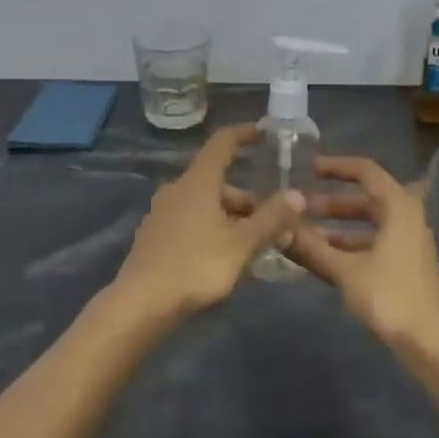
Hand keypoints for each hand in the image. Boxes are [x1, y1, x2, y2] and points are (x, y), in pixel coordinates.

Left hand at [108, 124, 304, 328]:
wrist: (141, 305)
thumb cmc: (196, 266)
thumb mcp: (242, 244)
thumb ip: (271, 218)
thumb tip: (297, 194)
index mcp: (197, 182)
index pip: (222, 144)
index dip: (243, 134)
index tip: (264, 132)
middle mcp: (177, 191)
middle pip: (219, 183)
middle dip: (250, 199)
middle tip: (276, 220)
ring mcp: (162, 215)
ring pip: (207, 207)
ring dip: (234, 219)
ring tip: (259, 245)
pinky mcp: (156, 239)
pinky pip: (193, 224)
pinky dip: (215, 231)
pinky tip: (229, 257)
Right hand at [286, 156, 438, 359]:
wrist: (429, 342)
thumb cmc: (389, 296)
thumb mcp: (345, 271)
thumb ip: (312, 248)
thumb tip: (280, 229)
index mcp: (399, 206)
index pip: (365, 171)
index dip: (336, 166)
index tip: (308, 168)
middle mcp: (407, 217)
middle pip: (365, 198)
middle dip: (331, 203)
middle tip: (300, 207)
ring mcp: (408, 242)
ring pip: (368, 224)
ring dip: (337, 227)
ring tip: (304, 234)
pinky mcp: (405, 264)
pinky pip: (372, 243)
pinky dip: (349, 246)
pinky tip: (322, 258)